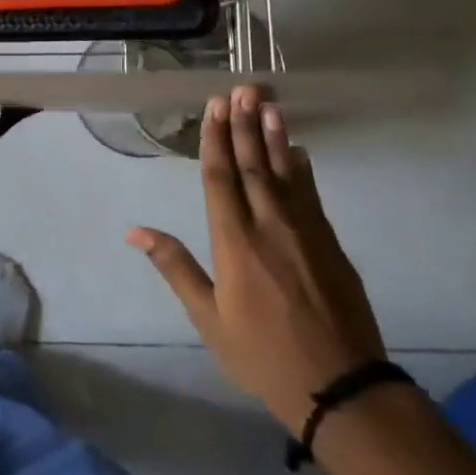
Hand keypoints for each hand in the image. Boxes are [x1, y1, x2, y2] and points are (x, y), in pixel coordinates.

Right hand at [128, 85, 385, 430]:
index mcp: (234, 243)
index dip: (216, 140)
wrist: (340, 385)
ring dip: (275, 136)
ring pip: (286, 173)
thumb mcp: (208, 318)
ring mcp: (306, 232)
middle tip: (241, 88)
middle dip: (245, 124)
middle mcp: (270, 226)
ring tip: (268, 103)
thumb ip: (175, 267)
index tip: (214, 107)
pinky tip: (298, 151)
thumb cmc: (261, 354)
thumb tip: (135, 231)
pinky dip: (302, 168)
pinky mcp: (331, 244)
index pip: (221, 179)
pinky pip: (311, 194)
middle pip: (254, 165)